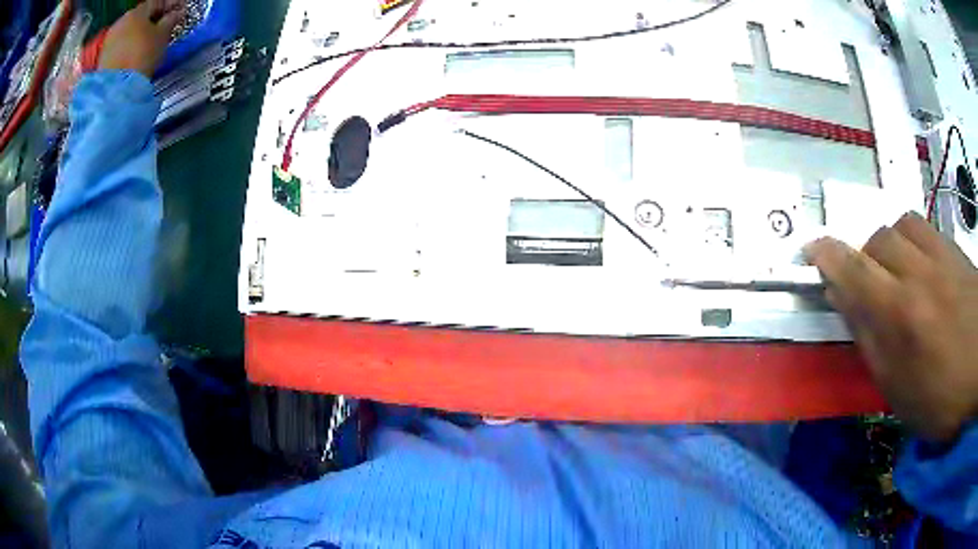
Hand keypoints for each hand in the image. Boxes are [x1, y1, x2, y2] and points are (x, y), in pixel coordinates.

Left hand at [99, 0, 184, 76]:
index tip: (178, 10)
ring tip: (148, 43)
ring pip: (128, 31)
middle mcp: (122, 21)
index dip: (169, 5)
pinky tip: (134, 54)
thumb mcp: (162, 36)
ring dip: (138, 34)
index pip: (157, 2)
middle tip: (163, 26)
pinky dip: (128, 47)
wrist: (115, 90)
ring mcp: (110, 39)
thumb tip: (177, 13)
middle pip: (140, 16)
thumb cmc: (142, 56)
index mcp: (137, 11)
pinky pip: (120, 45)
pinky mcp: (103, 57)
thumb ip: (171, 20)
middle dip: (151, 20)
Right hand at [805, 212, 977, 442]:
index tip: (810, 251)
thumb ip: (871, 344)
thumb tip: (845, 304)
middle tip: (867, 285)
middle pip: (876, 241)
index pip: (853, 270)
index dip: (826, 255)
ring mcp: (939, 255)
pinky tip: (918, 262)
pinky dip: (911, 239)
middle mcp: (917, 273)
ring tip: (894, 269)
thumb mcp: (901, 391)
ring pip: (899, 225)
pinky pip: (923, 227)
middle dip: (863, 258)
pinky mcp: (953, 249)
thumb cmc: (945, 396)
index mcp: (900, 315)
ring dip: (888, 244)